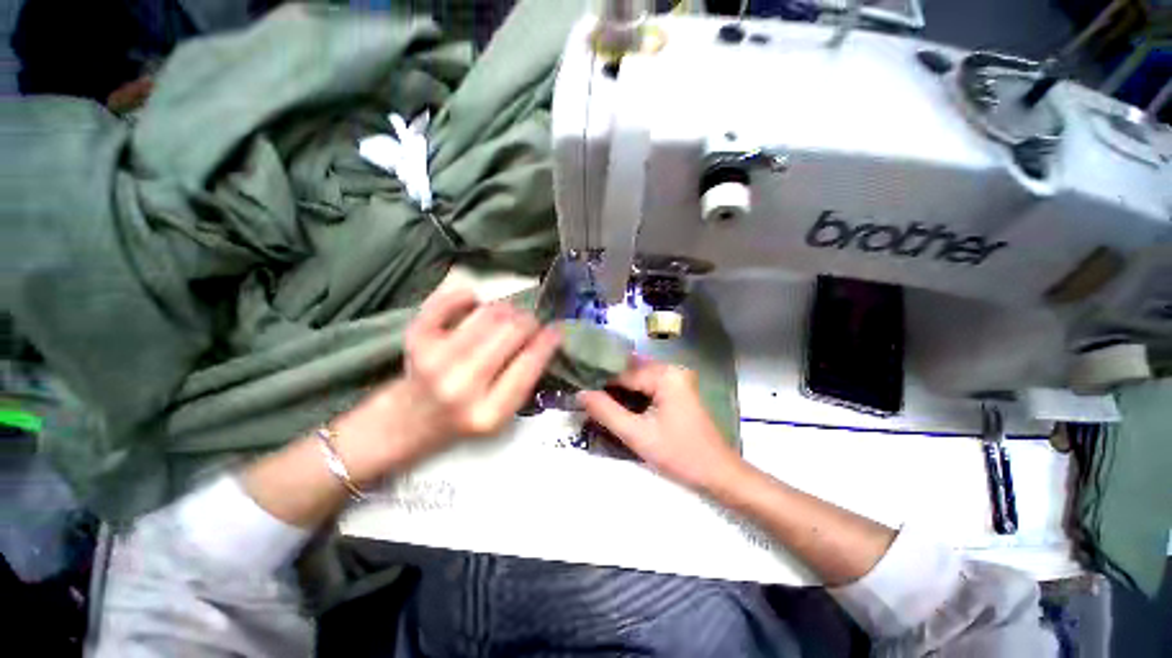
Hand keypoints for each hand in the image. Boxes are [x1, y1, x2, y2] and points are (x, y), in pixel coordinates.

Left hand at [333, 289, 560, 481]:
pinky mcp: (415, 340)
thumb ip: (525, 380)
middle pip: (512, 330)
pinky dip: (464, 296)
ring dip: (506, 309)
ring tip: (507, 316)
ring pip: (488, 313)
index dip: (549, 340)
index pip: (530, 363)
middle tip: (530, 323)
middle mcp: (462, 385)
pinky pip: (447, 302)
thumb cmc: (462, 420)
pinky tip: (473, 302)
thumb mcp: (501, 415)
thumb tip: (546, 336)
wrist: (407, 423)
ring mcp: (435, 360)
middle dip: (530, 321)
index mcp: (489, 412)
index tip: (557, 329)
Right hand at [577, 359, 743, 492]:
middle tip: (581, 389)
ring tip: (592, 394)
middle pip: (630, 369)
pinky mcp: (676, 389)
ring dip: (617, 385)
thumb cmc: (680, 455)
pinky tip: (614, 399)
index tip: (575, 384)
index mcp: (665, 375)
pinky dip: (630, 391)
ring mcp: (675, 378)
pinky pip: (647, 383)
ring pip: (637, 375)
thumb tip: (580, 393)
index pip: (623, 371)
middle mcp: (671, 369)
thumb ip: (606, 412)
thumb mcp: (637, 435)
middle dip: (606, 379)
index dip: (598, 378)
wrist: (718, 473)